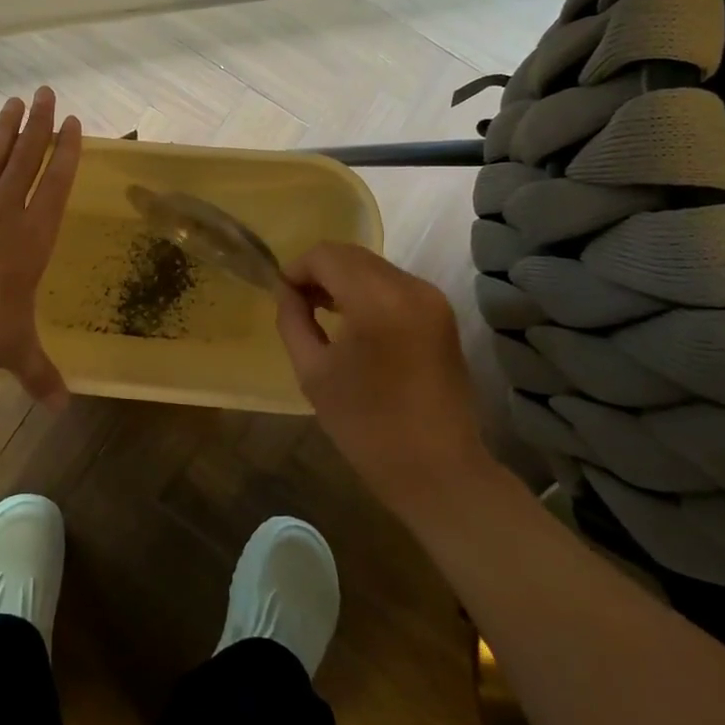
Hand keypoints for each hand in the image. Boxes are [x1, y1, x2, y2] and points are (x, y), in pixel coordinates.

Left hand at [0, 88, 82, 407]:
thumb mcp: (14, 353)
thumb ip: (40, 374)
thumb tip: (62, 408)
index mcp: (30, 240)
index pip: (55, 187)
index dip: (67, 154)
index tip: (74, 125)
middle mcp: (1, 217)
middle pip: (25, 162)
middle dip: (39, 127)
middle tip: (47, 92)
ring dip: (4, 132)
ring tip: (14, 103)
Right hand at [275, 243, 494, 505]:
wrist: (437, 470)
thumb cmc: (366, 426)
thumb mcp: (312, 371)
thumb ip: (293, 320)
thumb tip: (287, 291)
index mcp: (377, 301)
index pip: (325, 256)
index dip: (296, 269)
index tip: (283, 297)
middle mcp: (410, 287)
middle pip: (350, 254)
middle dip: (319, 271)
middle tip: (298, 304)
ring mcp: (431, 298)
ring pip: (372, 266)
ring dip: (342, 279)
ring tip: (322, 313)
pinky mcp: (441, 313)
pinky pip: (392, 283)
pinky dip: (366, 290)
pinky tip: (353, 321)